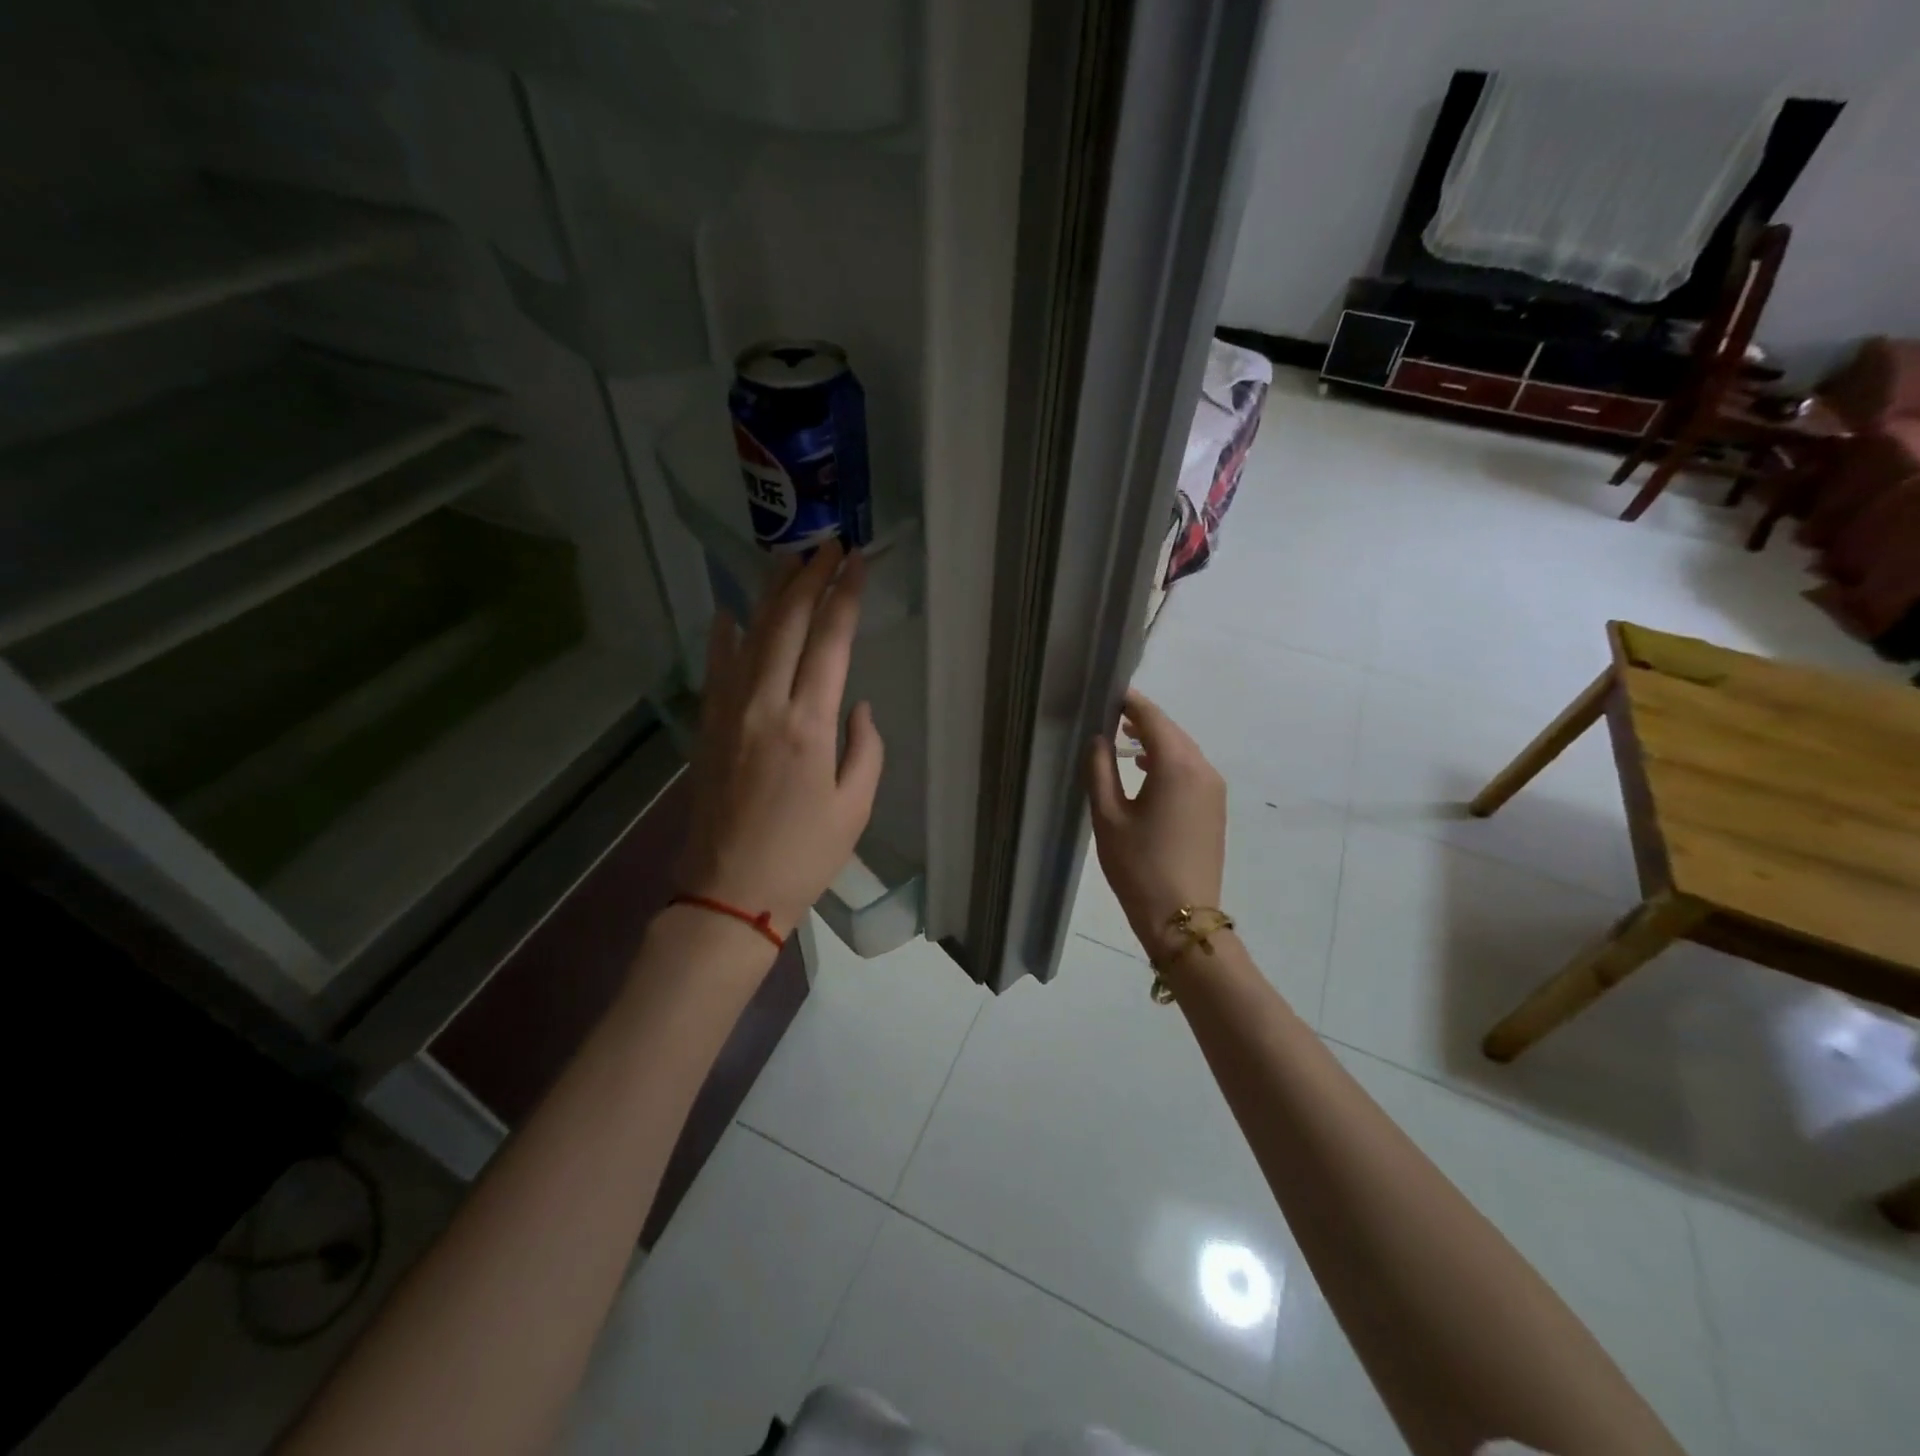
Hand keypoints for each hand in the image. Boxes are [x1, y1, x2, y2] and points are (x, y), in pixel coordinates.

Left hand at [676, 542, 883, 941]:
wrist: (729, 892)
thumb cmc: (804, 855)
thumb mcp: (856, 806)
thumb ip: (865, 747)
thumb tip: (858, 705)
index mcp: (809, 725)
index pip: (830, 641)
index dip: (845, 596)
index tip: (857, 562)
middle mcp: (765, 705)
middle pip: (787, 624)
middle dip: (808, 578)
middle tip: (826, 544)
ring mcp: (728, 712)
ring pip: (749, 636)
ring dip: (769, 594)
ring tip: (787, 559)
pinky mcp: (707, 727)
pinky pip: (715, 668)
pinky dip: (723, 635)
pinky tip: (729, 611)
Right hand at [1085, 690, 1225, 961]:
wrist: (1182, 916)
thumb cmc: (1138, 865)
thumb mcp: (1108, 815)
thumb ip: (1099, 769)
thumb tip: (1098, 738)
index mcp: (1177, 765)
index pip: (1152, 718)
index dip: (1129, 701)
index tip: (1106, 692)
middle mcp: (1202, 768)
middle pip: (1171, 730)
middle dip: (1142, 719)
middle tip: (1108, 713)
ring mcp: (1213, 788)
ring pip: (1182, 749)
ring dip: (1154, 740)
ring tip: (1121, 739)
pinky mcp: (1214, 807)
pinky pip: (1190, 769)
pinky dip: (1167, 760)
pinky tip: (1143, 770)